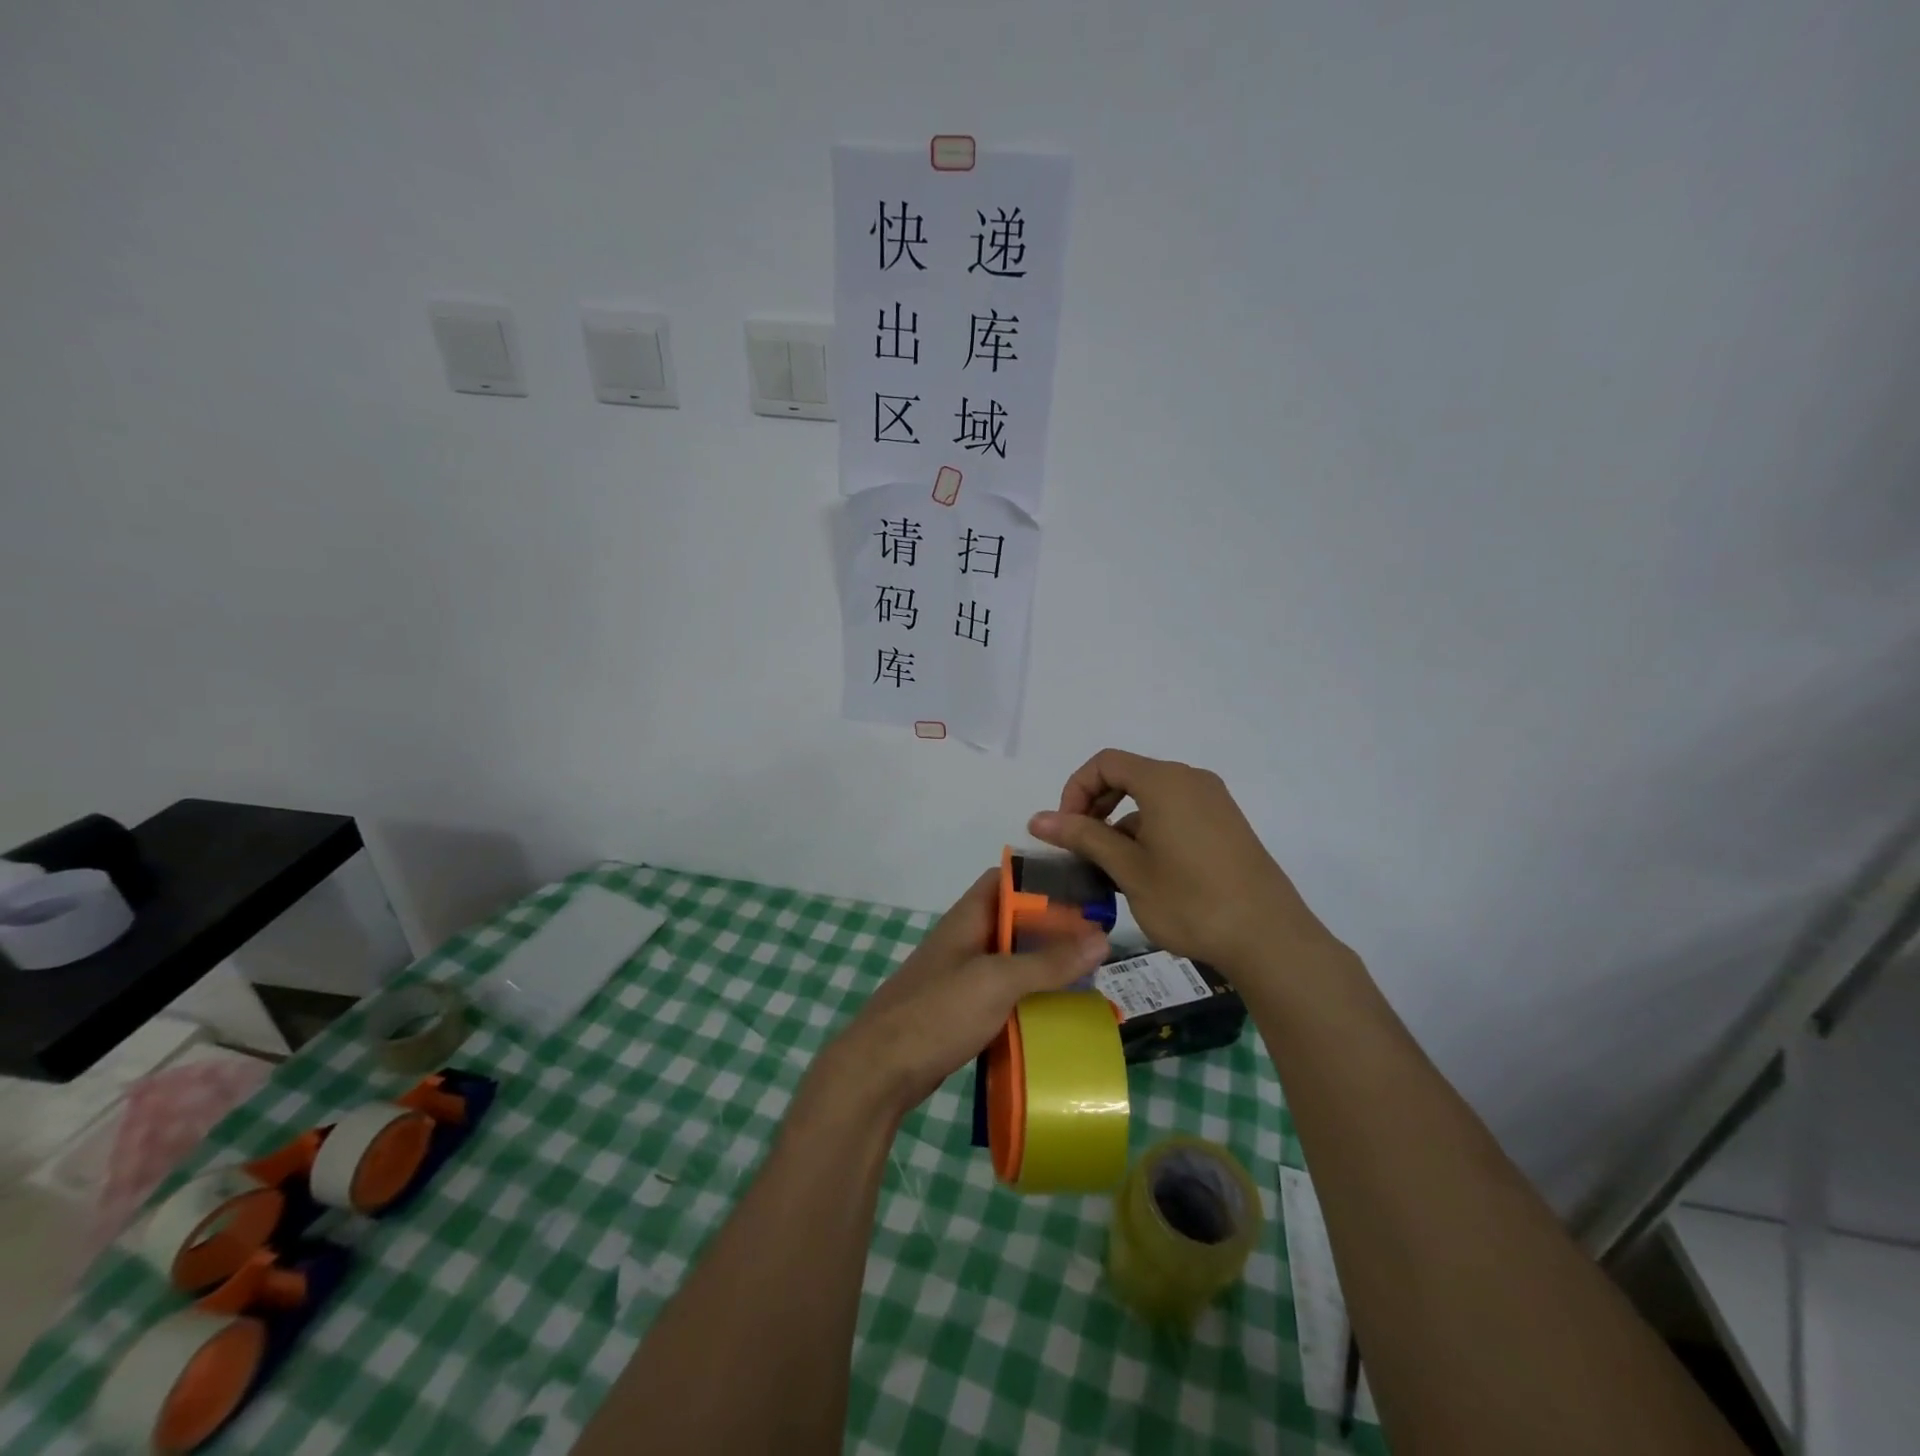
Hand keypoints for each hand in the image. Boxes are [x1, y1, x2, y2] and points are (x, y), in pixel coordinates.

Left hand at [819, 869, 1108, 1119]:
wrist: (881, 1070)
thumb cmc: (938, 1012)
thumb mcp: (997, 981)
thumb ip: (1048, 961)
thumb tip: (1102, 938)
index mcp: (968, 918)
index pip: (1006, 880)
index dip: (1042, 881)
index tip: (1083, 893)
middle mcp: (965, 940)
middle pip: (1015, 922)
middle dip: (1053, 929)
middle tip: (1099, 942)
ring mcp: (962, 977)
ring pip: (1012, 960)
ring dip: (1045, 966)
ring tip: (1089, 976)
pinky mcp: (963, 1011)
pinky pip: (1005, 994)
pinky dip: (1030, 998)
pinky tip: (1058, 1012)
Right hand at [1028, 748, 1338, 975]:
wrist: (1269, 938)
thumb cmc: (1190, 901)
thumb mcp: (1128, 869)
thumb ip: (1083, 837)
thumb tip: (1036, 819)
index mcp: (1165, 781)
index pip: (1105, 762)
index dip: (1075, 790)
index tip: (1067, 831)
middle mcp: (1191, 780)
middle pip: (1128, 776)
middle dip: (1096, 807)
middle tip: (1083, 850)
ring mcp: (1214, 802)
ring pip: (1151, 799)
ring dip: (1122, 825)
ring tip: (1113, 872)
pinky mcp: (1226, 826)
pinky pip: (1176, 814)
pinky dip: (1150, 833)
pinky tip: (1148, 876)